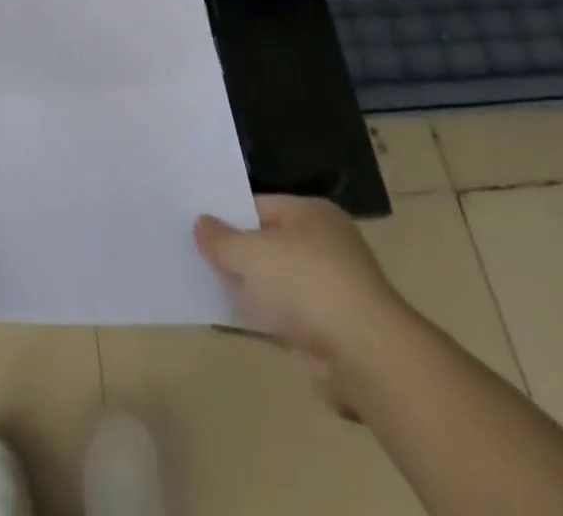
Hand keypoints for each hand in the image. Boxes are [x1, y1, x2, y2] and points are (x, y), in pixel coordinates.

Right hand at [196, 195, 412, 417]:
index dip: (229, 216)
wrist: (365, 356)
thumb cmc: (306, 284)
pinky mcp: (332, 330)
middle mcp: (326, 244)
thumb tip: (201, 224)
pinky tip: (234, 323)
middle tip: (197, 257)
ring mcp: (332, 289)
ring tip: (208, 290)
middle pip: (269, 244)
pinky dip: (266, 319)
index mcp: (312, 213)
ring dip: (251, 290)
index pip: (261, 206)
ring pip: (278, 283)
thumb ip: (221, 239)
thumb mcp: (251, 254)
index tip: (199, 228)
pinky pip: (287, 317)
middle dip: (238, 255)